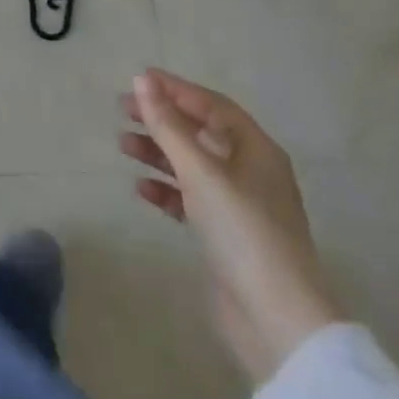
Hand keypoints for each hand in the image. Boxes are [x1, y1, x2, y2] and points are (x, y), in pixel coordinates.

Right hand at [120, 70, 341, 386]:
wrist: (275, 319)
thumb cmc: (242, 231)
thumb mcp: (200, 172)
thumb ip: (168, 125)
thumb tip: (142, 80)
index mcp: (256, 149)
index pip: (212, 106)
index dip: (176, 89)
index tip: (139, 80)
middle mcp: (250, 171)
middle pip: (201, 133)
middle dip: (163, 120)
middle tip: (123, 110)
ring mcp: (239, 205)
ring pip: (192, 166)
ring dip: (159, 153)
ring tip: (123, 146)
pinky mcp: (226, 236)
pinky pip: (190, 200)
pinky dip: (167, 190)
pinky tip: (141, 190)